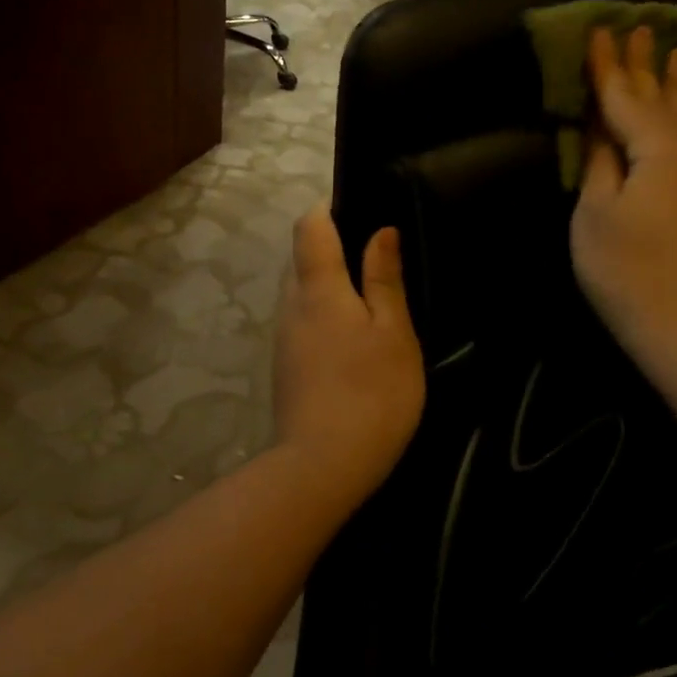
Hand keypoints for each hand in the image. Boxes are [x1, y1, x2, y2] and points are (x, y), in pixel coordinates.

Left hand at [273, 202, 424, 493]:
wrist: (322, 467)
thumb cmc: (371, 392)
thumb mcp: (393, 332)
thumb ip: (384, 280)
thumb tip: (381, 230)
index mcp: (318, 288)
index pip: (309, 227)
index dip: (329, 209)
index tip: (360, 210)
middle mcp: (291, 306)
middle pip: (303, 259)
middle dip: (334, 249)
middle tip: (379, 262)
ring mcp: (283, 339)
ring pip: (302, 294)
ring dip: (331, 287)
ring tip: (373, 302)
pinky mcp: (285, 368)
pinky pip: (303, 323)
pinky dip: (326, 317)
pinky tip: (355, 341)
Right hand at [571, 26, 676, 354]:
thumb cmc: (625, 269)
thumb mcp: (595, 212)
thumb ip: (600, 160)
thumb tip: (600, 125)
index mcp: (656, 149)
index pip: (624, 97)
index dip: (608, 65)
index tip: (599, 30)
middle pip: (663, 98)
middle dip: (648, 64)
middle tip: (642, 28)